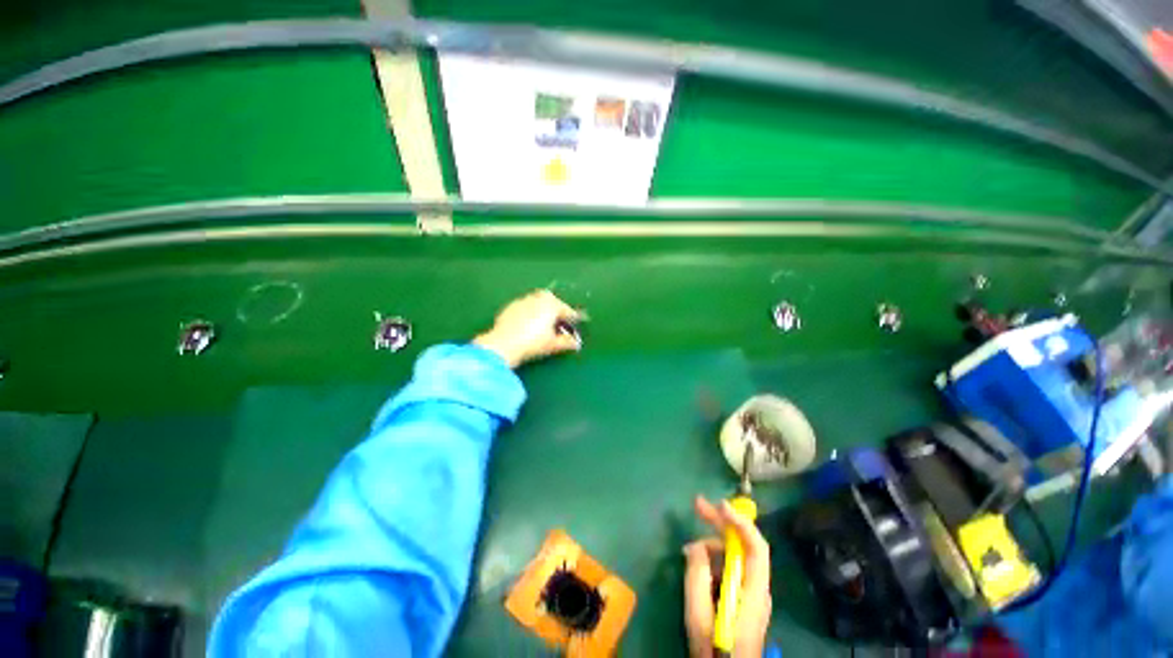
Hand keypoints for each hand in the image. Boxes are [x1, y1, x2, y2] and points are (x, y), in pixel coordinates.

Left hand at [473, 289, 583, 368]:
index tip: (579, 321)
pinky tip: (528, 324)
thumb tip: (576, 343)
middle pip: (552, 300)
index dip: (574, 317)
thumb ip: (567, 342)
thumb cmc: (533, 343)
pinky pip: (525, 307)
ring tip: (544, 322)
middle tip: (560, 320)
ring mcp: (522, 301)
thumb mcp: (553, 344)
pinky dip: (530, 312)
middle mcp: (538, 299)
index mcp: (552, 305)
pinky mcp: (510, 307)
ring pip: (537, 301)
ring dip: (543, 309)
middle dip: (558, 308)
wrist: (503, 344)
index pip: (567, 310)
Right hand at [683, 496, 771, 657]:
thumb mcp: (698, 611)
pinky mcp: (744, 598)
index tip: (720, 505)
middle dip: (721, 523)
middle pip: (744, 545)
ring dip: (711, 547)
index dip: (740, 522)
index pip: (756, 547)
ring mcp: (751, 593)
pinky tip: (696, 567)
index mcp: (753, 591)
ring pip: (733, 556)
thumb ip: (696, 574)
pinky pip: (729, 569)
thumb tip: (695, 545)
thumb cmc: (713, 647)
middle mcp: (757, 587)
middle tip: (697, 505)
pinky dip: (713, 561)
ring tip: (688, 553)